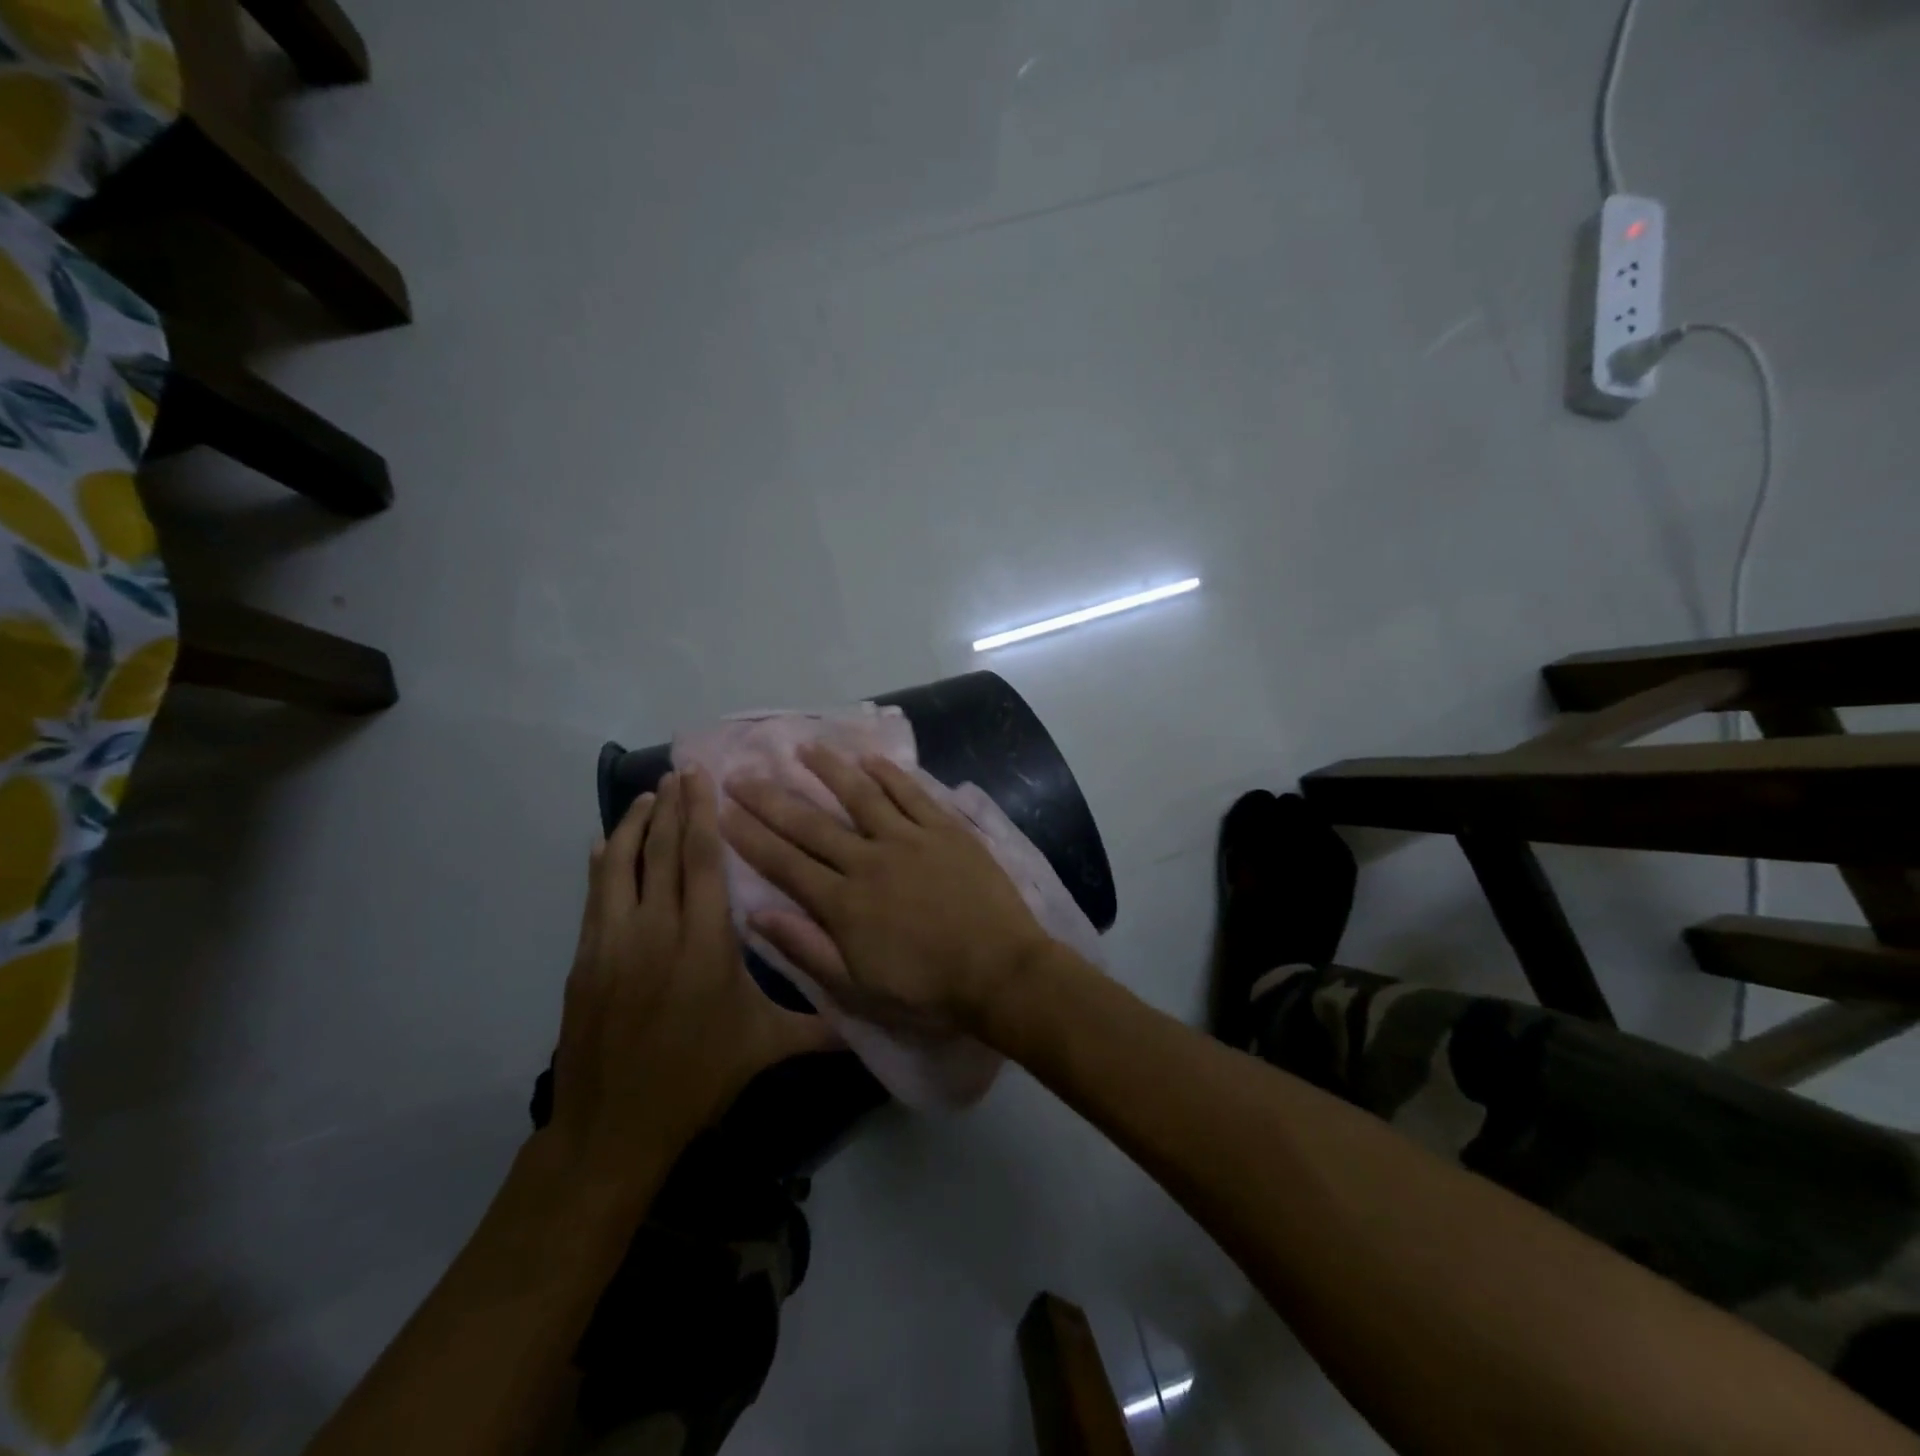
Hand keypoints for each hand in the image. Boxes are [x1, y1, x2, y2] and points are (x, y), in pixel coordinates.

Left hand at [547, 769, 835, 1193]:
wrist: (614, 1126)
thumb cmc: (697, 1078)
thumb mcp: (764, 1047)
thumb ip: (818, 1025)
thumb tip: (869, 1023)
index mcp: (705, 943)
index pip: (703, 862)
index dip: (702, 816)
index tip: (702, 779)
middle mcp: (657, 930)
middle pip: (663, 853)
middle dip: (673, 807)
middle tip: (679, 771)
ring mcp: (614, 942)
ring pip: (622, 866)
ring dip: (635, 826)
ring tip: (648, 795)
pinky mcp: (586, 959)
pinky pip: (595, 896)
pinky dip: (602, 864)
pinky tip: (606, 845)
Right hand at [721, 745, 1050, 1032]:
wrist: (1000, 972)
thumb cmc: (927, 990)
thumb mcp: (857, 989)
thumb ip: (807, 949)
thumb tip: (757, 915)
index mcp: (844, 903)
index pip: (785, 864)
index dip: (750, 838)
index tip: (721, 813)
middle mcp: (869, 861)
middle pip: (811, 825)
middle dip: (771, 799)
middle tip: (741, 774)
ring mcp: (910, 840)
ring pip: (861, 796)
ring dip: (829, 770)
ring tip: (803, 748)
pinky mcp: (946, 830)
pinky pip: (913, 794)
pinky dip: (890, 774)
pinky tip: (870, 759)